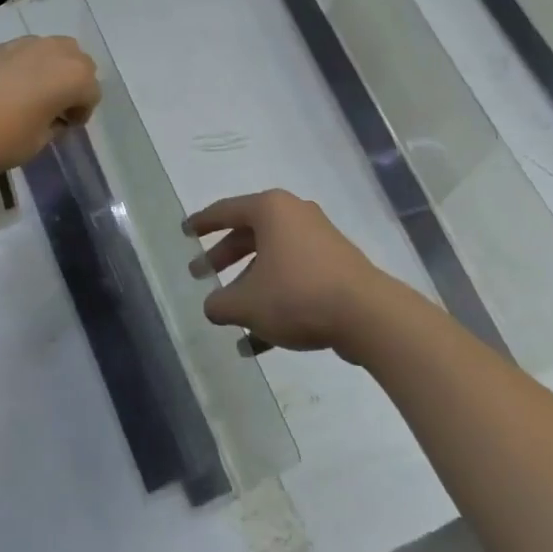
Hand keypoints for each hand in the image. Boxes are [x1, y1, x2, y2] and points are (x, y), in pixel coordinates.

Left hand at [0, 36, 99, 178]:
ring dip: (53, 67)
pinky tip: (9, 87)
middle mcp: (52, 52)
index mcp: (71, 76)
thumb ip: (55, 124)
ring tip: (35, 92)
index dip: (83, 111)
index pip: (91, 91)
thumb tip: (54, 117)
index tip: (67, 126)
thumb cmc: (1, 140)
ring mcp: (22, 44)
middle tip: (57, 106)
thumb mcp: (39, 142)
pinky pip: (24, 50)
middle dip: (74, 81)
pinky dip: (27, 64)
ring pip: (52, 47)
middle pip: (78, 60)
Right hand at [186, 190, 412, 356]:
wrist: (367, 315)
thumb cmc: (297, 295)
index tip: (185, 231)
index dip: (202, 222)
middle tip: (200, 273)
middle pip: (249, 235)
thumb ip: (220, 304)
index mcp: (271, 210)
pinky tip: (256, 342)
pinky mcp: (336, 268)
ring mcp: (320, 241)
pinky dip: (274, 301)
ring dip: (248, 285)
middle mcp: (296, 216)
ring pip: (272, 260)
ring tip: (229, 313)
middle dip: (223, 257)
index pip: (226, 210)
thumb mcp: (247, 303)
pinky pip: (294, 279)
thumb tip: (214, 306)